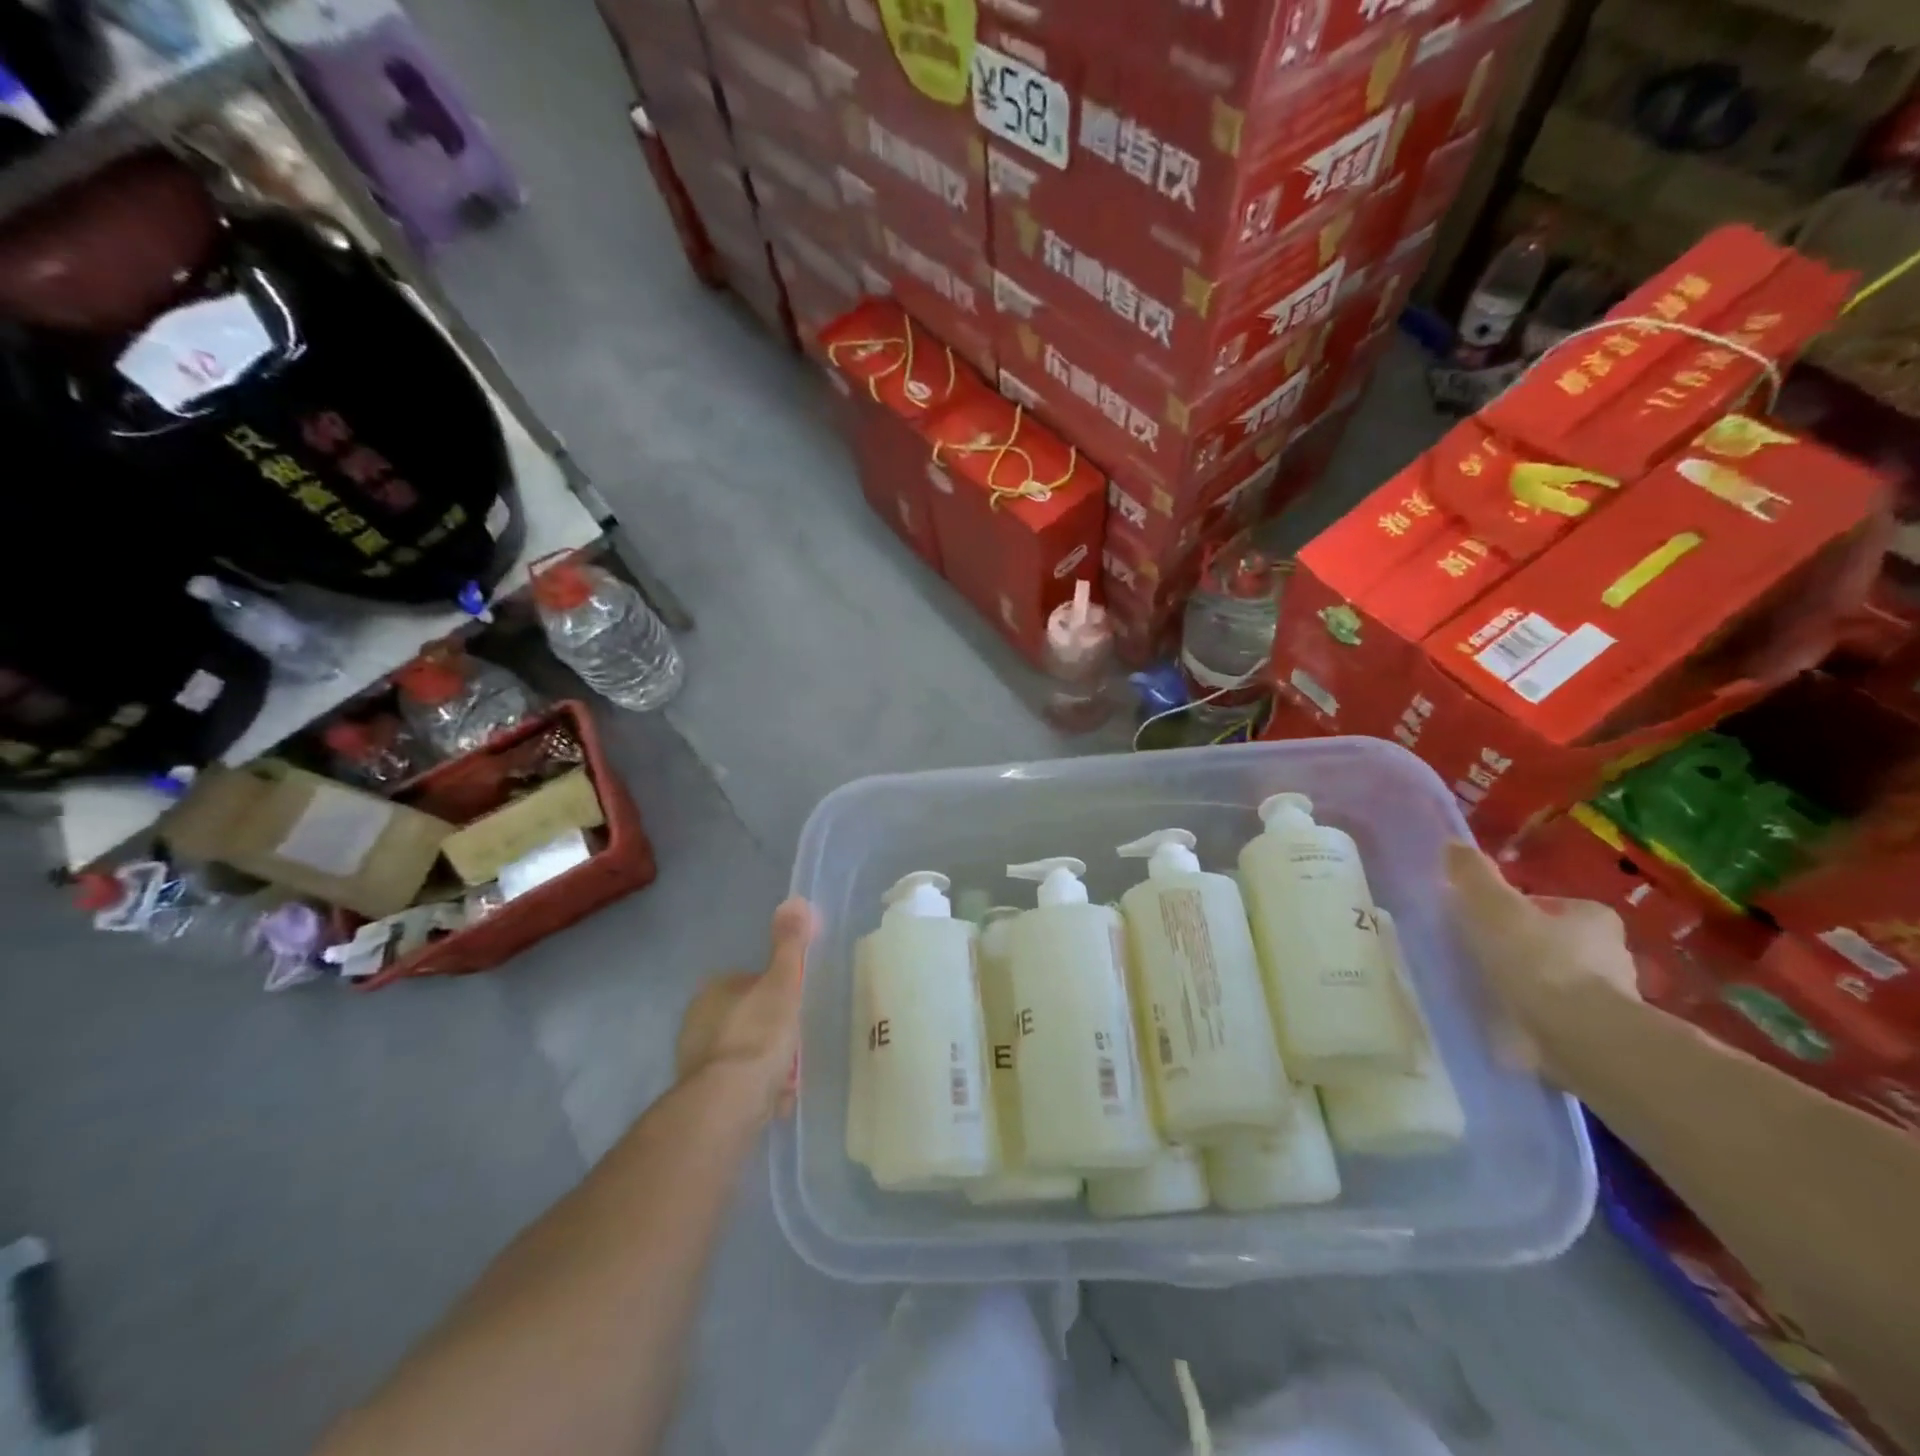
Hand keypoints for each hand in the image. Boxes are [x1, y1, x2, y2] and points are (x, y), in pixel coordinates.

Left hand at [675, 897, 813, 1121]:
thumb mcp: (782, 983)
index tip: (795, 1009)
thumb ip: (789, 944)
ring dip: (762, 1064)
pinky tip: (773, 1099)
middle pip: (745, 1019)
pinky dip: (753, 1090)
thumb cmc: (759, 1033)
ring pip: (740, 1054)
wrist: (730, 1100)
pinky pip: (736, 1085)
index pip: (750, 983)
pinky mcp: (699, 1095)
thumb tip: (794, 899)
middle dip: (769, 1031)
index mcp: (714, 990)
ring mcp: (695, 1060)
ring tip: (788, 1078)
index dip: (776, 994)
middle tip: (795, 1045)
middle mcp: (696, 1021)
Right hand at [1445, 842, 1639, 1073]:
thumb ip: (1472, 875)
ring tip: (1494, 996)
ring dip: (1534, 988)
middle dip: (1525, 951)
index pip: (1548, 905)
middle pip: (1556, 944)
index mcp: (1593, 917)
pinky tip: (1511, 1024)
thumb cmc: (1537, 961)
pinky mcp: (1606, 1037)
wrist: (1581, 1038)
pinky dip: (1539, 1019)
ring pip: (1561, 983)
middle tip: (1485, 960)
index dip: (1514, 911)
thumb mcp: (1493, 907)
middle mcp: (1614, 954)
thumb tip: (1452, 845)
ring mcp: (1615, 1000)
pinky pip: (1563, 1019)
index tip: (1485, 926)